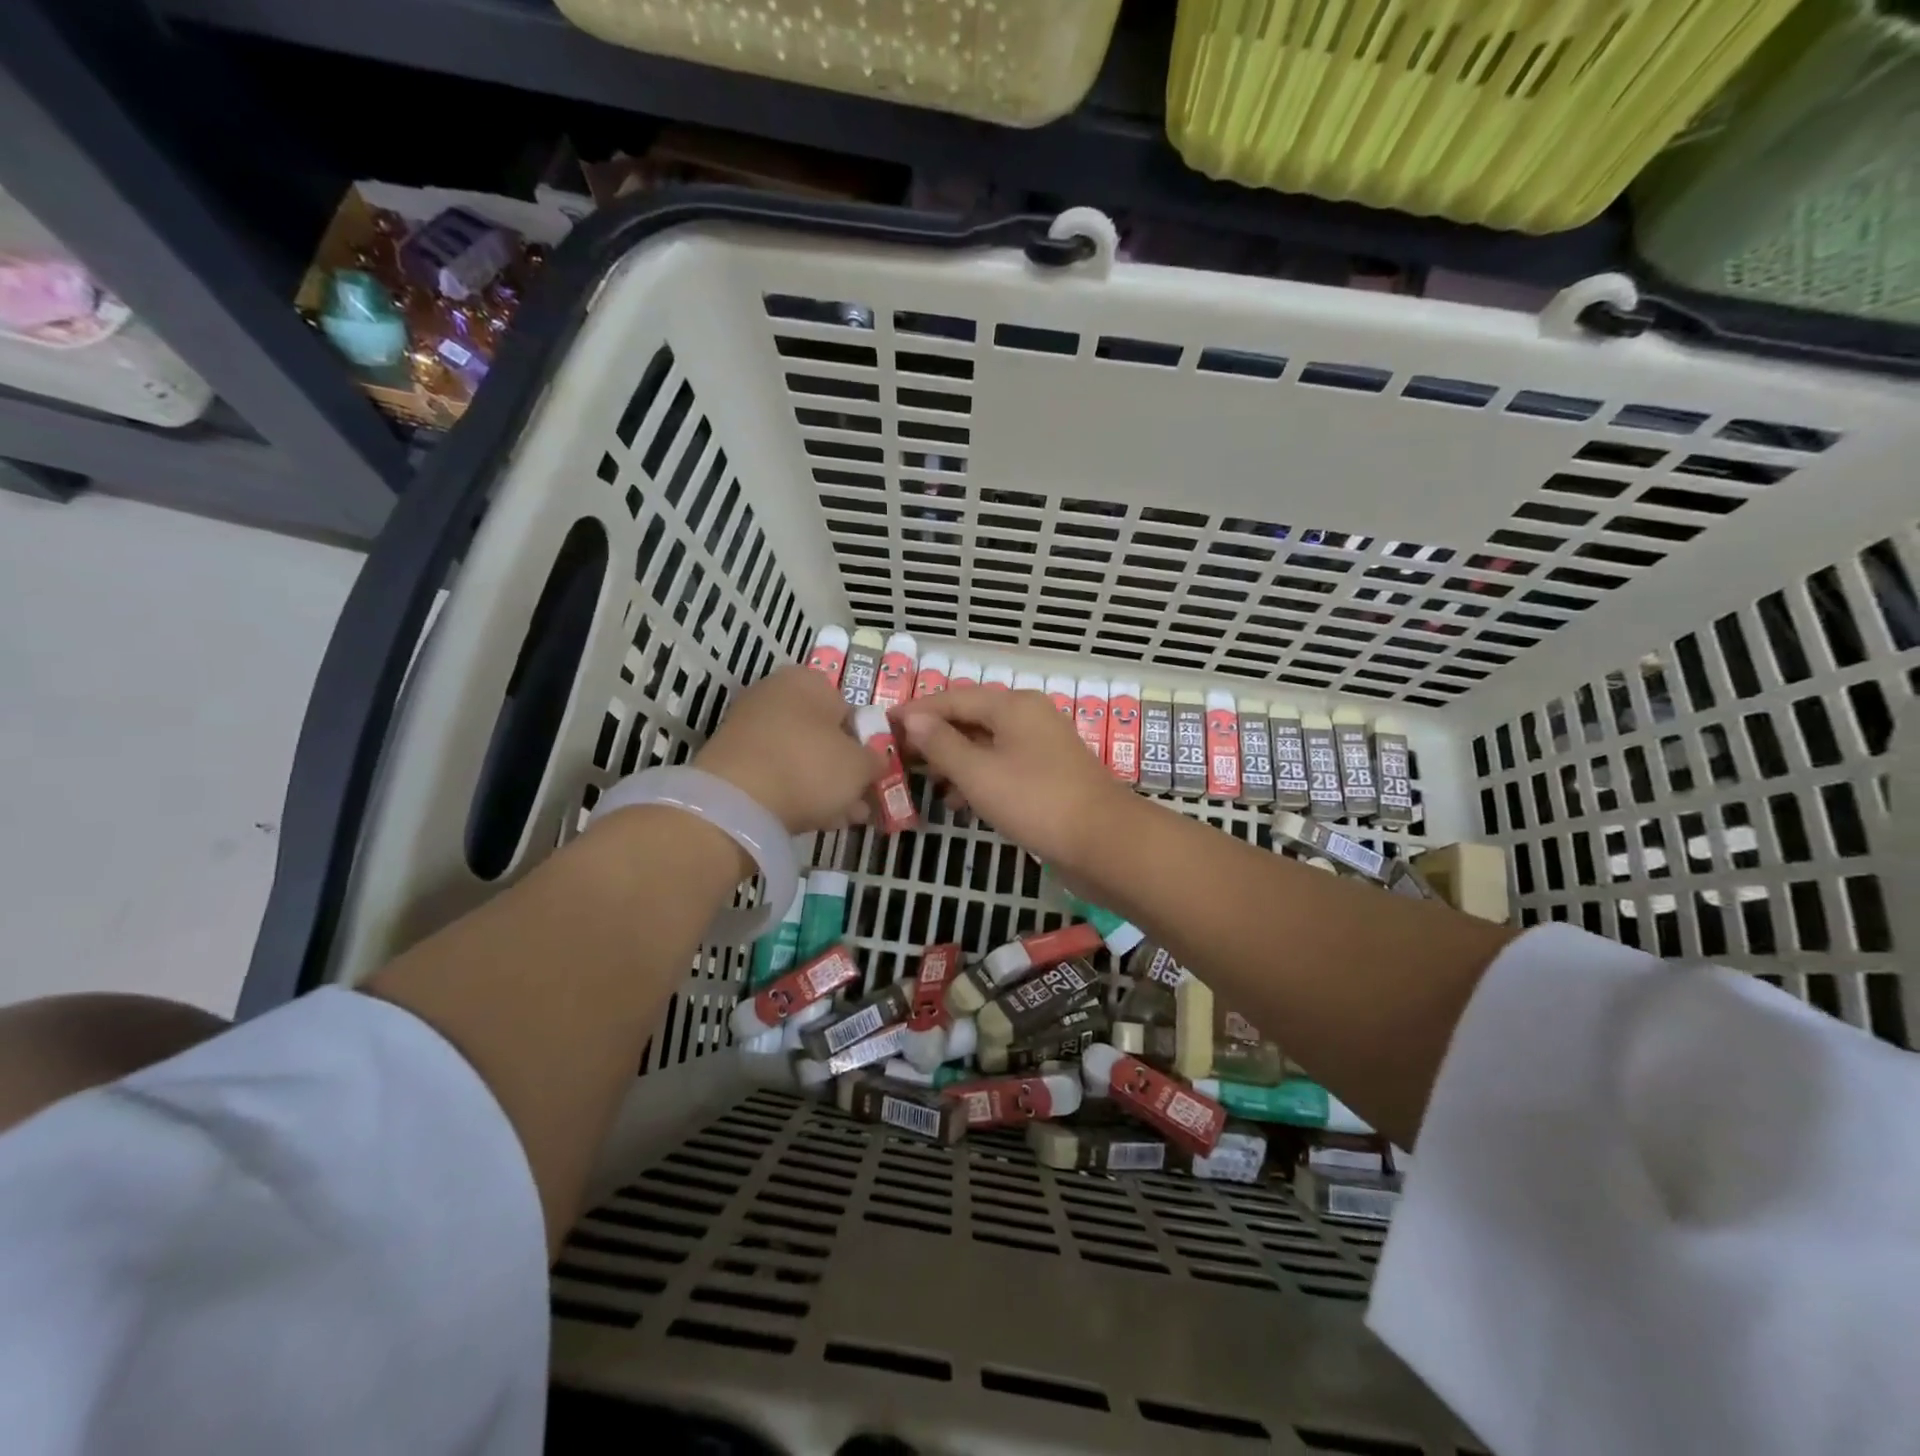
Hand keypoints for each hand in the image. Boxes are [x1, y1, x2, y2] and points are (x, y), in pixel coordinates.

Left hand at [695, 666, 874, 833]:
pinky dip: (795, 792)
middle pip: (822, 734)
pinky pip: (776, 773)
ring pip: (800, 756)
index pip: (849, 709)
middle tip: (860, 799)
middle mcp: (774, 694)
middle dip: (843, 768)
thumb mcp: (861, 766)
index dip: (865, 743)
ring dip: (823, 785)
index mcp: (807, 680)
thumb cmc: (810, 768)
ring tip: (843, 816)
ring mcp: (748, 727)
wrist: (737, 803)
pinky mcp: (731, 760)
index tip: (873, 773)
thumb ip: (876, 760)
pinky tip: (815, 818)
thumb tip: (876, 760)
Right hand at [894, 687, 1133, 870]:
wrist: (1103, 842)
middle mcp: (1028, 717)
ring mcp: (1041, 746)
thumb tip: (911, 719)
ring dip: (953, 761)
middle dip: (933, 738)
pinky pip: (1002, 765)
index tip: (883, 727)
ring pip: (986, 744)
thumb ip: (942, 744)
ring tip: (921, 783)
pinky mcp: (1048, 774)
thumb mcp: (978, 773)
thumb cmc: (1035, 801)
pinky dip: (977, 778)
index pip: (952, 698)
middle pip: (970, 718)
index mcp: (1012, 705)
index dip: (916, 712)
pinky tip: (957, 801)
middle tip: (897, 758)